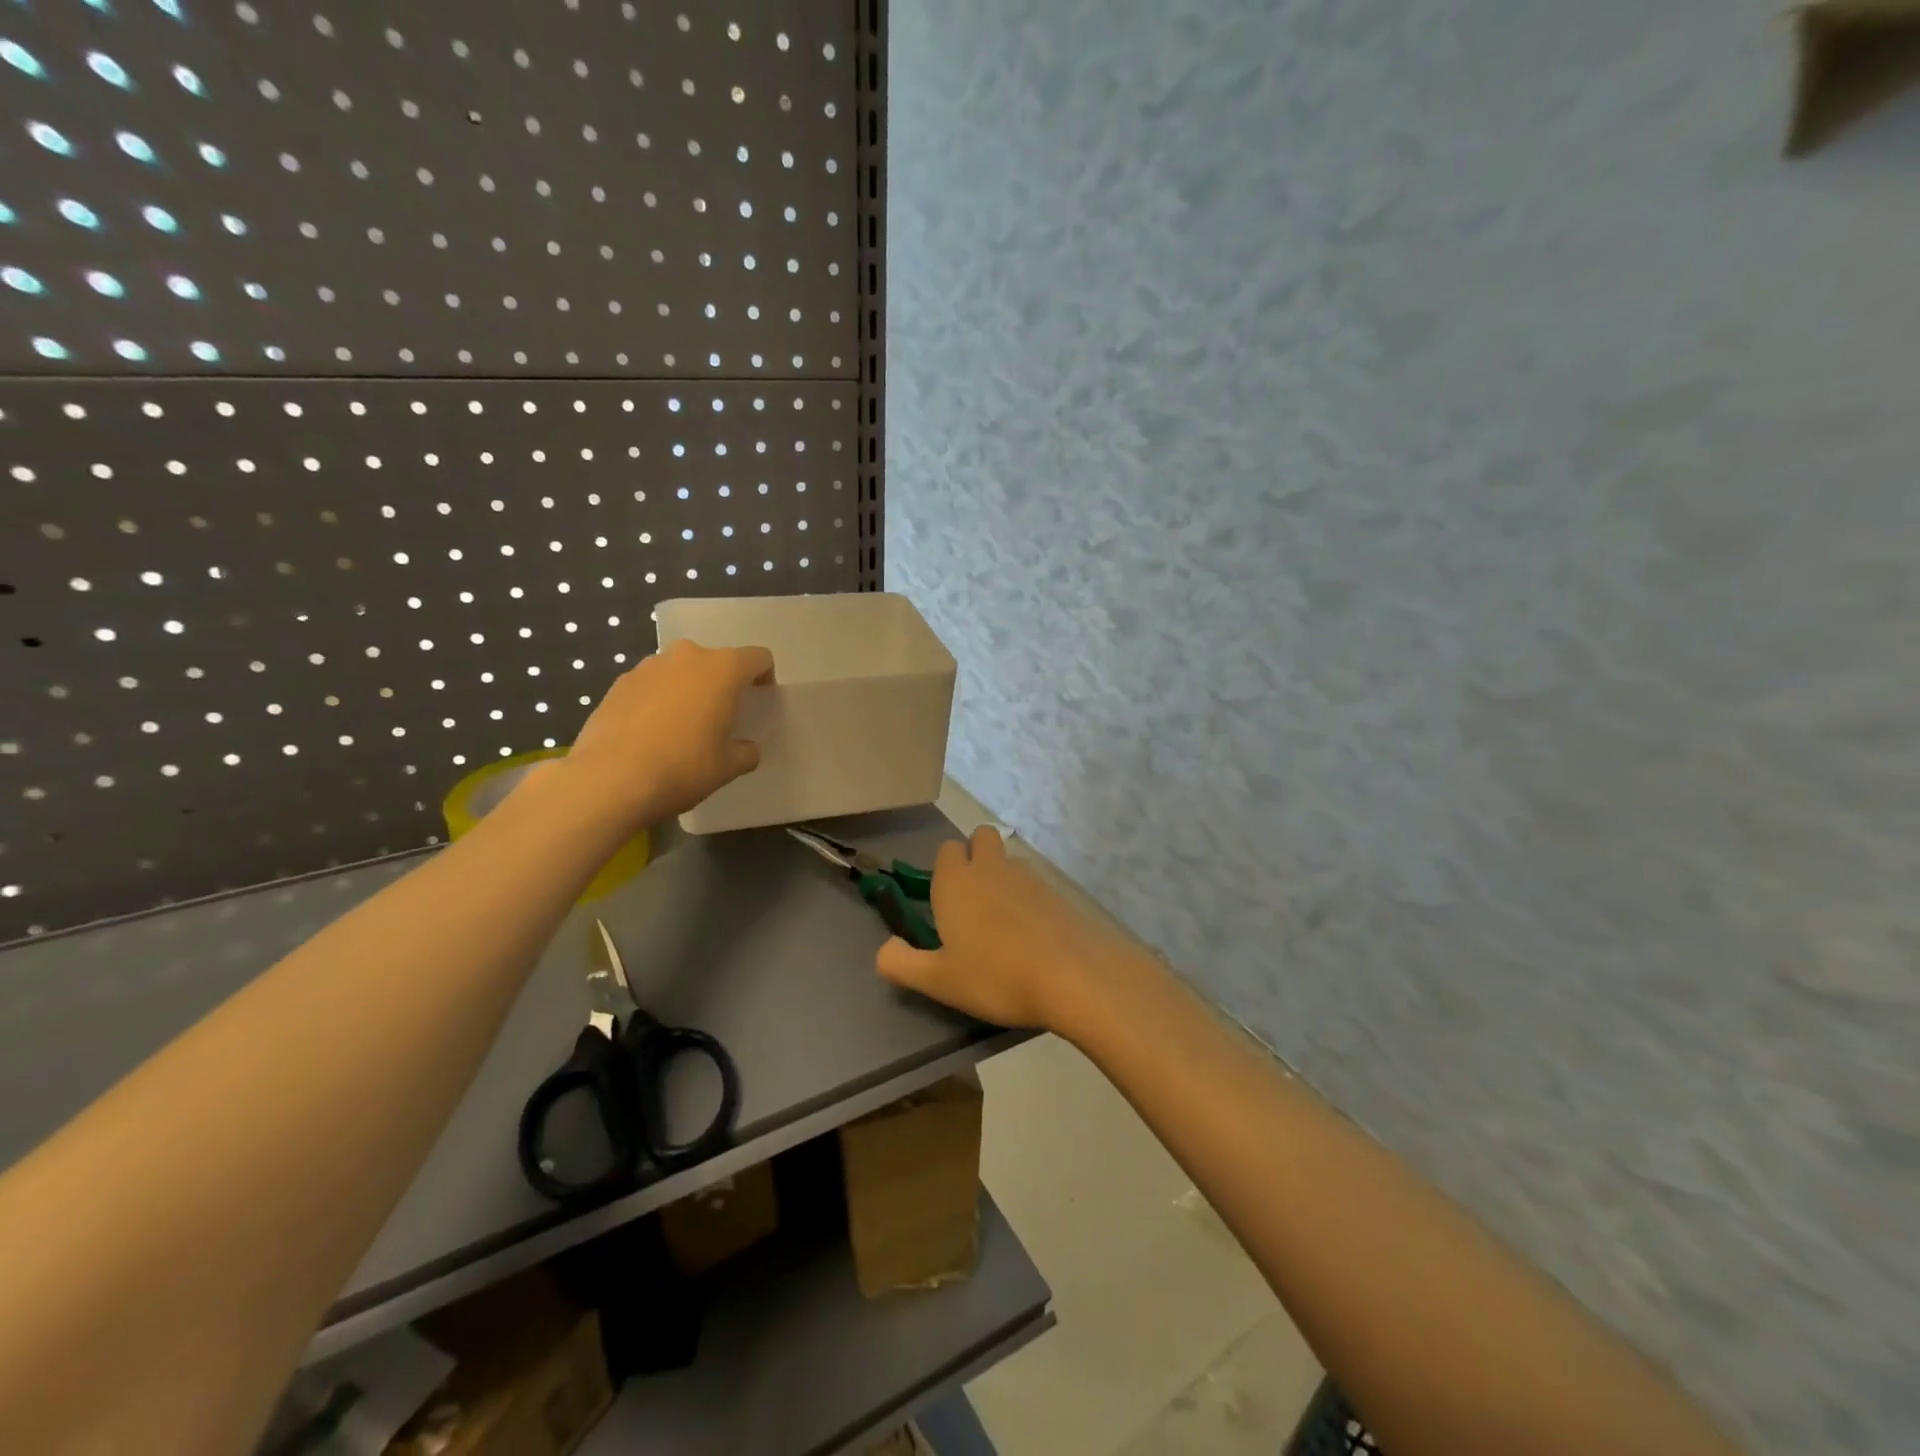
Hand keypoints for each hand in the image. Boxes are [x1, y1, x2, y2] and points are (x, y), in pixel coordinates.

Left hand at [561, 640, 774, 825]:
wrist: (609, 781)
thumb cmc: (682, 768)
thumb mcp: (728, 767)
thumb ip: (746, 751)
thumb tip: (746, 748)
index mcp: (722, 669)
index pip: (758, 658)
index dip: (764, 678)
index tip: (758, 702)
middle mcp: (686, 657)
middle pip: (716, 662)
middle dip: (722, 684)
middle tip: (719, 718)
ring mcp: (648, 667)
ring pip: (681, 671)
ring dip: (687, 690)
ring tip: (681, 727)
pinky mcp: (618, 683)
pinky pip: (651, 685)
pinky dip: (658, 701)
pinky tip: (651, 734)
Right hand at [875, 826, 1136, 1031]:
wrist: (1073, 977)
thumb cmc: (996, 977)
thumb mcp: (939, 980)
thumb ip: (901, 963)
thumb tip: (885, 949)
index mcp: (957, 881)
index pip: (946, 850)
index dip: (944, 871)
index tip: (945, 905)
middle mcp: (992, 867)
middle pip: (981, 837)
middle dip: (975, 855)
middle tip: (973, 903)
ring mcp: (1030, 875)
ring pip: (1009, 859)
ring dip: (1003, 877)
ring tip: (1005, 925)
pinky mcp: (1059, 891)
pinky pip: (1036, 882)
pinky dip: (1030, 898)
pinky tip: (1034, 935)